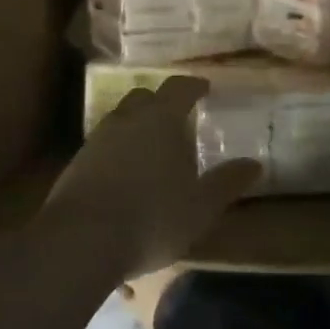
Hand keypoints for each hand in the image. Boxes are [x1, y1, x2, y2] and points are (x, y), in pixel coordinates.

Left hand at [35, 76, 261, 279]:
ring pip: (120, 120)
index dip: (193, 85)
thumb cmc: (152, 217)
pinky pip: (102, 146)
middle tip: (177, 118)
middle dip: (160, 103)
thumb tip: (254, 164)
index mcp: (160, 119)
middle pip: (143, 97)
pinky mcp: (75, 165)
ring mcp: (96, 141)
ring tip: (151, 149)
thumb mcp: (200, 206)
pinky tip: (124, 176)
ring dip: (136, 127)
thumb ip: (226, 182)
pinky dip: (116, 152)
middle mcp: (126, 120)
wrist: (79, 242)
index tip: (205, 88)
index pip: (179, 88)